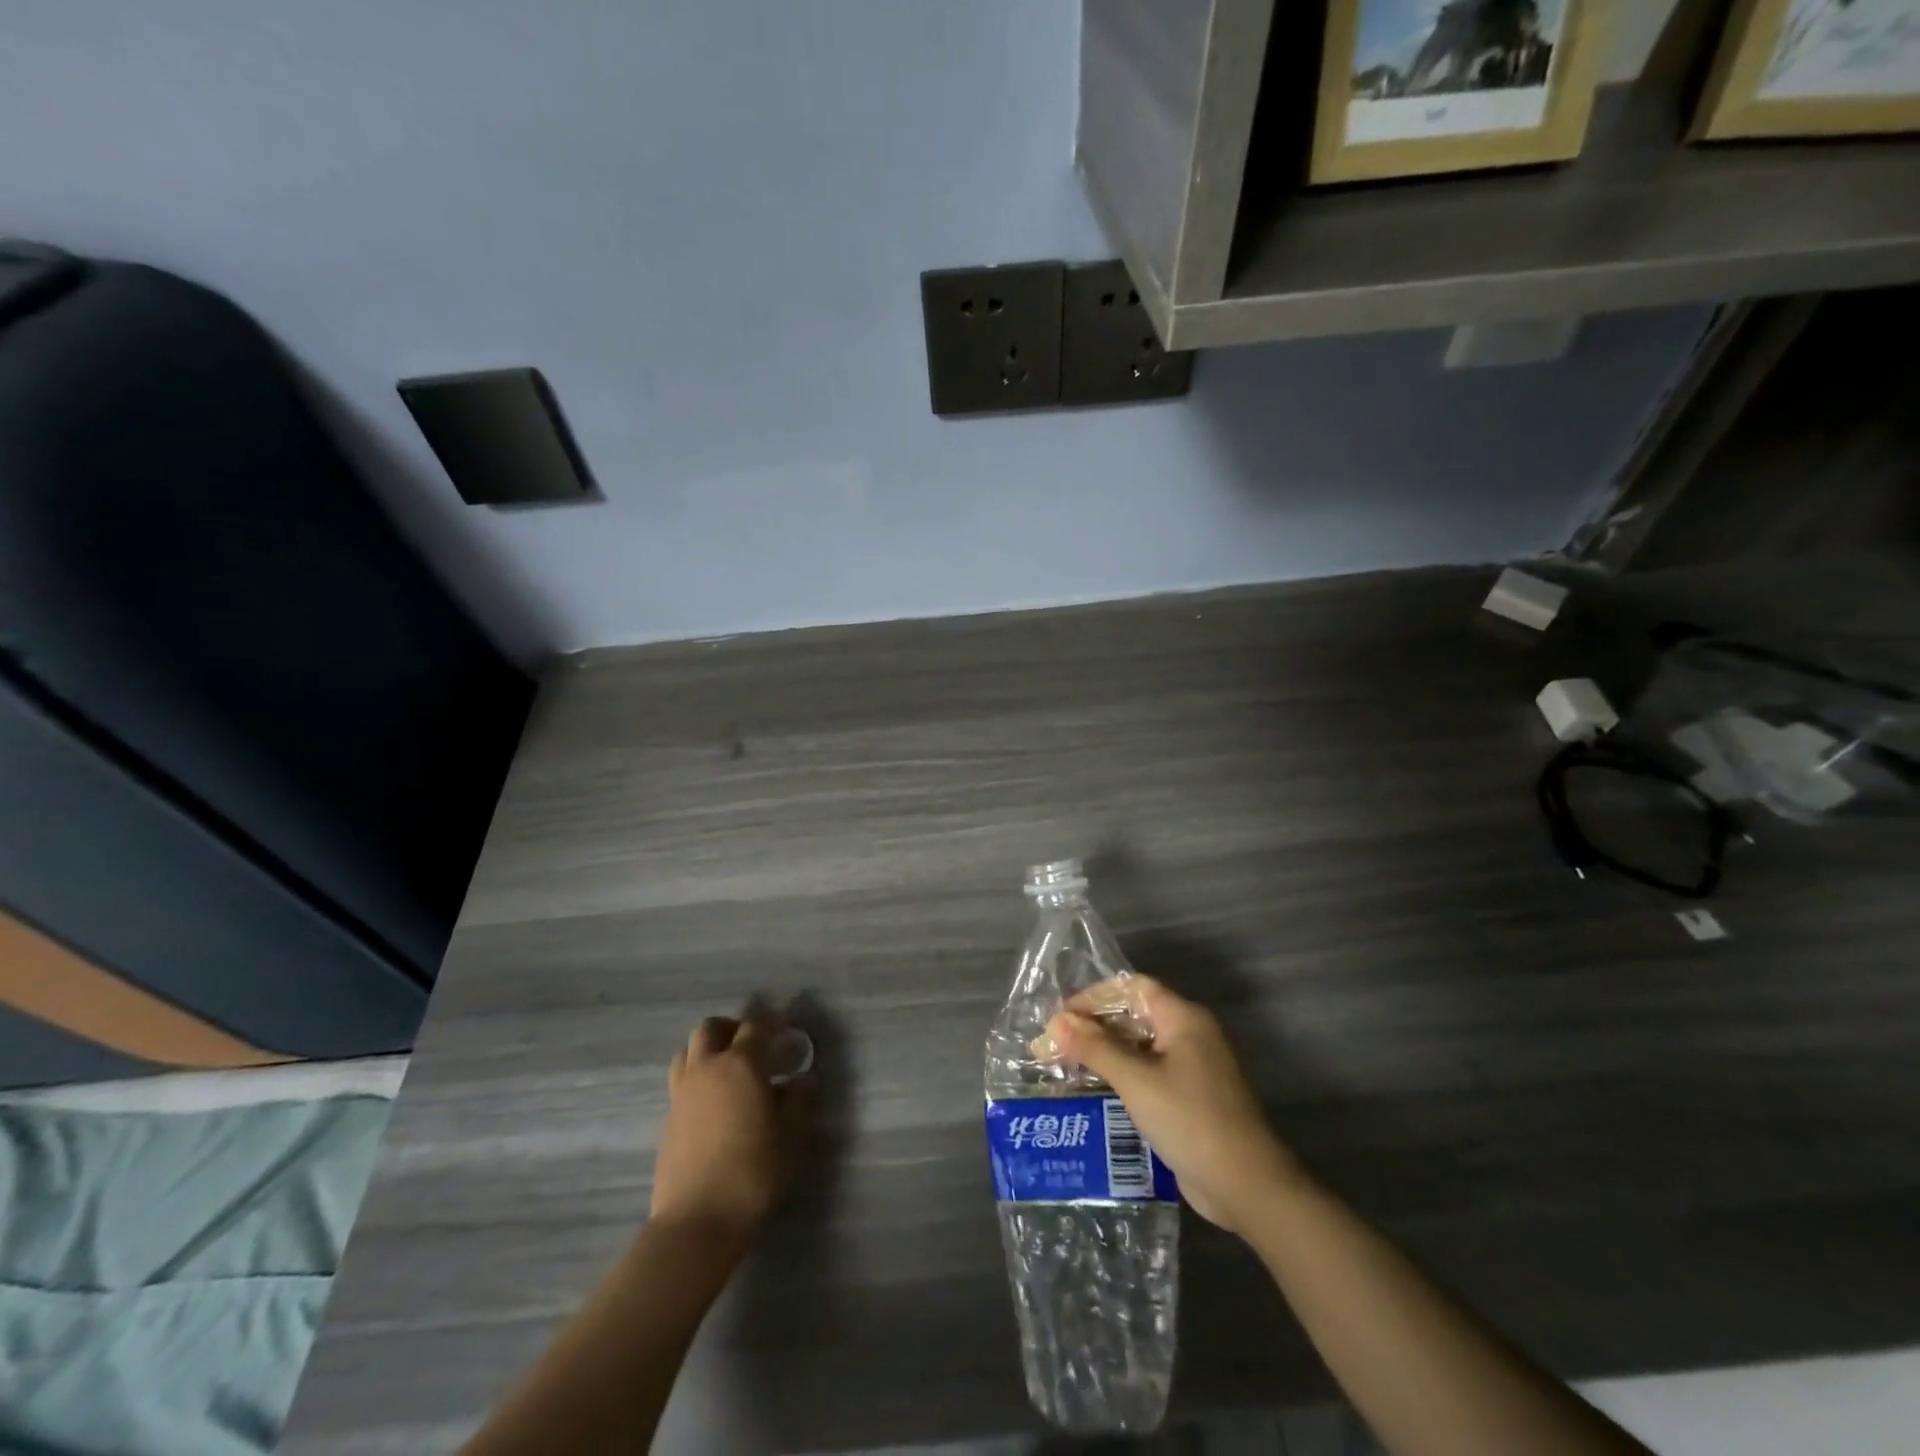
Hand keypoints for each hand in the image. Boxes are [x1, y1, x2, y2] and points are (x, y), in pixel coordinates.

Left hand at [651, 1013, 814, 1241]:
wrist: (697, 1220)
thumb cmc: (753, 1172)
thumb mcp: (791, 1136)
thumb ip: (800, 1101)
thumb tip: (804, 1080)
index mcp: (740, 1065)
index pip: (756, 1027)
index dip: (772, 1022)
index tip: (785, 1027)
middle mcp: (707, 1069)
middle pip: (710, 1029)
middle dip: (732, 1028)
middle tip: (752, 1043)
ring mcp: (681, 1094)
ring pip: (688, 1052)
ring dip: (707, 1049)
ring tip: (727, 1068)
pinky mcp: (667, 1120)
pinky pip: (680, 1082)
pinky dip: (697, 1078)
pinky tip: (713, 1104)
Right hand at [1045, 976, 1295, 1236]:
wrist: (1246, 1187)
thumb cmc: (1191, 1121)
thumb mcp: (1137, 1081)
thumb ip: (1096, 1048)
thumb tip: (1056, 1022)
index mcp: (1183, 1018)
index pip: (1131, 988)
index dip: (1094, 997)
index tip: (1061, 1019)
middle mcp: (1188, 1034)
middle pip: (1133, 1015)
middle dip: (1092, 1027)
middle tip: (1052, 1047)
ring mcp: (1190, 1067)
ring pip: (1137, 1046)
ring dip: (1102, 1052)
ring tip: (1062, 1066)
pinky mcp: (1187, 1097)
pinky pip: (1146, 1073)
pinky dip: (1118, 1075)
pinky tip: (1089, 1090)